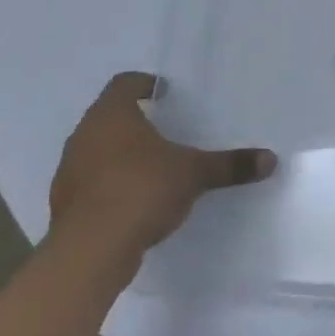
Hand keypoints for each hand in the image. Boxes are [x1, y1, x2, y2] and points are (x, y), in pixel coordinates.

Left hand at [47, 72, 276, 264]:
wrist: (90, 252)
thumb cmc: (142, 190)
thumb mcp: (193, 174)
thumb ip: (229, 165)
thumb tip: (270, 159)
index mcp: (112, 114)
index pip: (124, 83)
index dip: (145, 84)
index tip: (165, 93)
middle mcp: (85, 134)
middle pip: (109, 116)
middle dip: (134, 121)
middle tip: (164, 128)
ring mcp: (69, 170)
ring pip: (96, 149)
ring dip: (119, 154)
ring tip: (150, 166)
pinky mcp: (64, 205)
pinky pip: (90, 183)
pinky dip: (108, 184)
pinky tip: (132, 200)